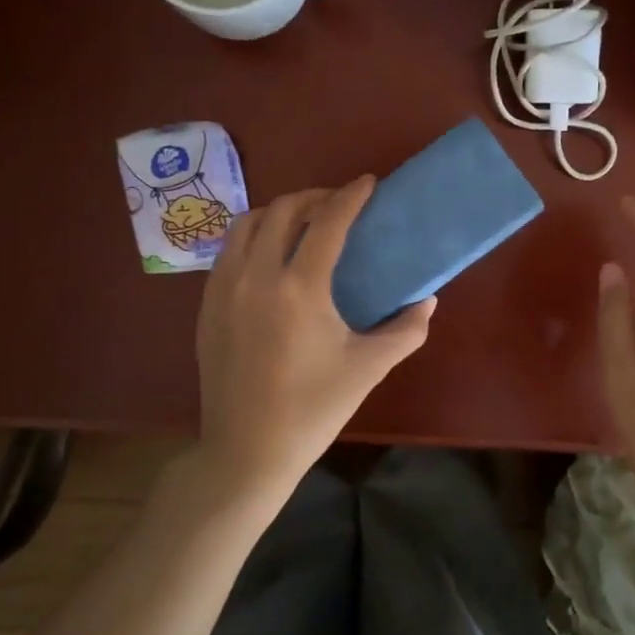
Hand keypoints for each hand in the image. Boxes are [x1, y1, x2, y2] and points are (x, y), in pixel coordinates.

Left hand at [195, 176, 434, 512]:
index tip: (368, 183)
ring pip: (247, 224)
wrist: (246, 451)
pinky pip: (228, 251)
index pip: (327, 222)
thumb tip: (428, 301)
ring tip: (303, 224)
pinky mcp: (206, 306)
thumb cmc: (313, 409)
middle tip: (339, 205)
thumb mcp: (368, 368)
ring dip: (279, 213)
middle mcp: (256, 276)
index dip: (350, 196)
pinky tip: (271, 258)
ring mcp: (223, 289)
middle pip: (283, 210)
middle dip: (315, 197)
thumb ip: (406, 330)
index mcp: (299, 288)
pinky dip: (253, 238)